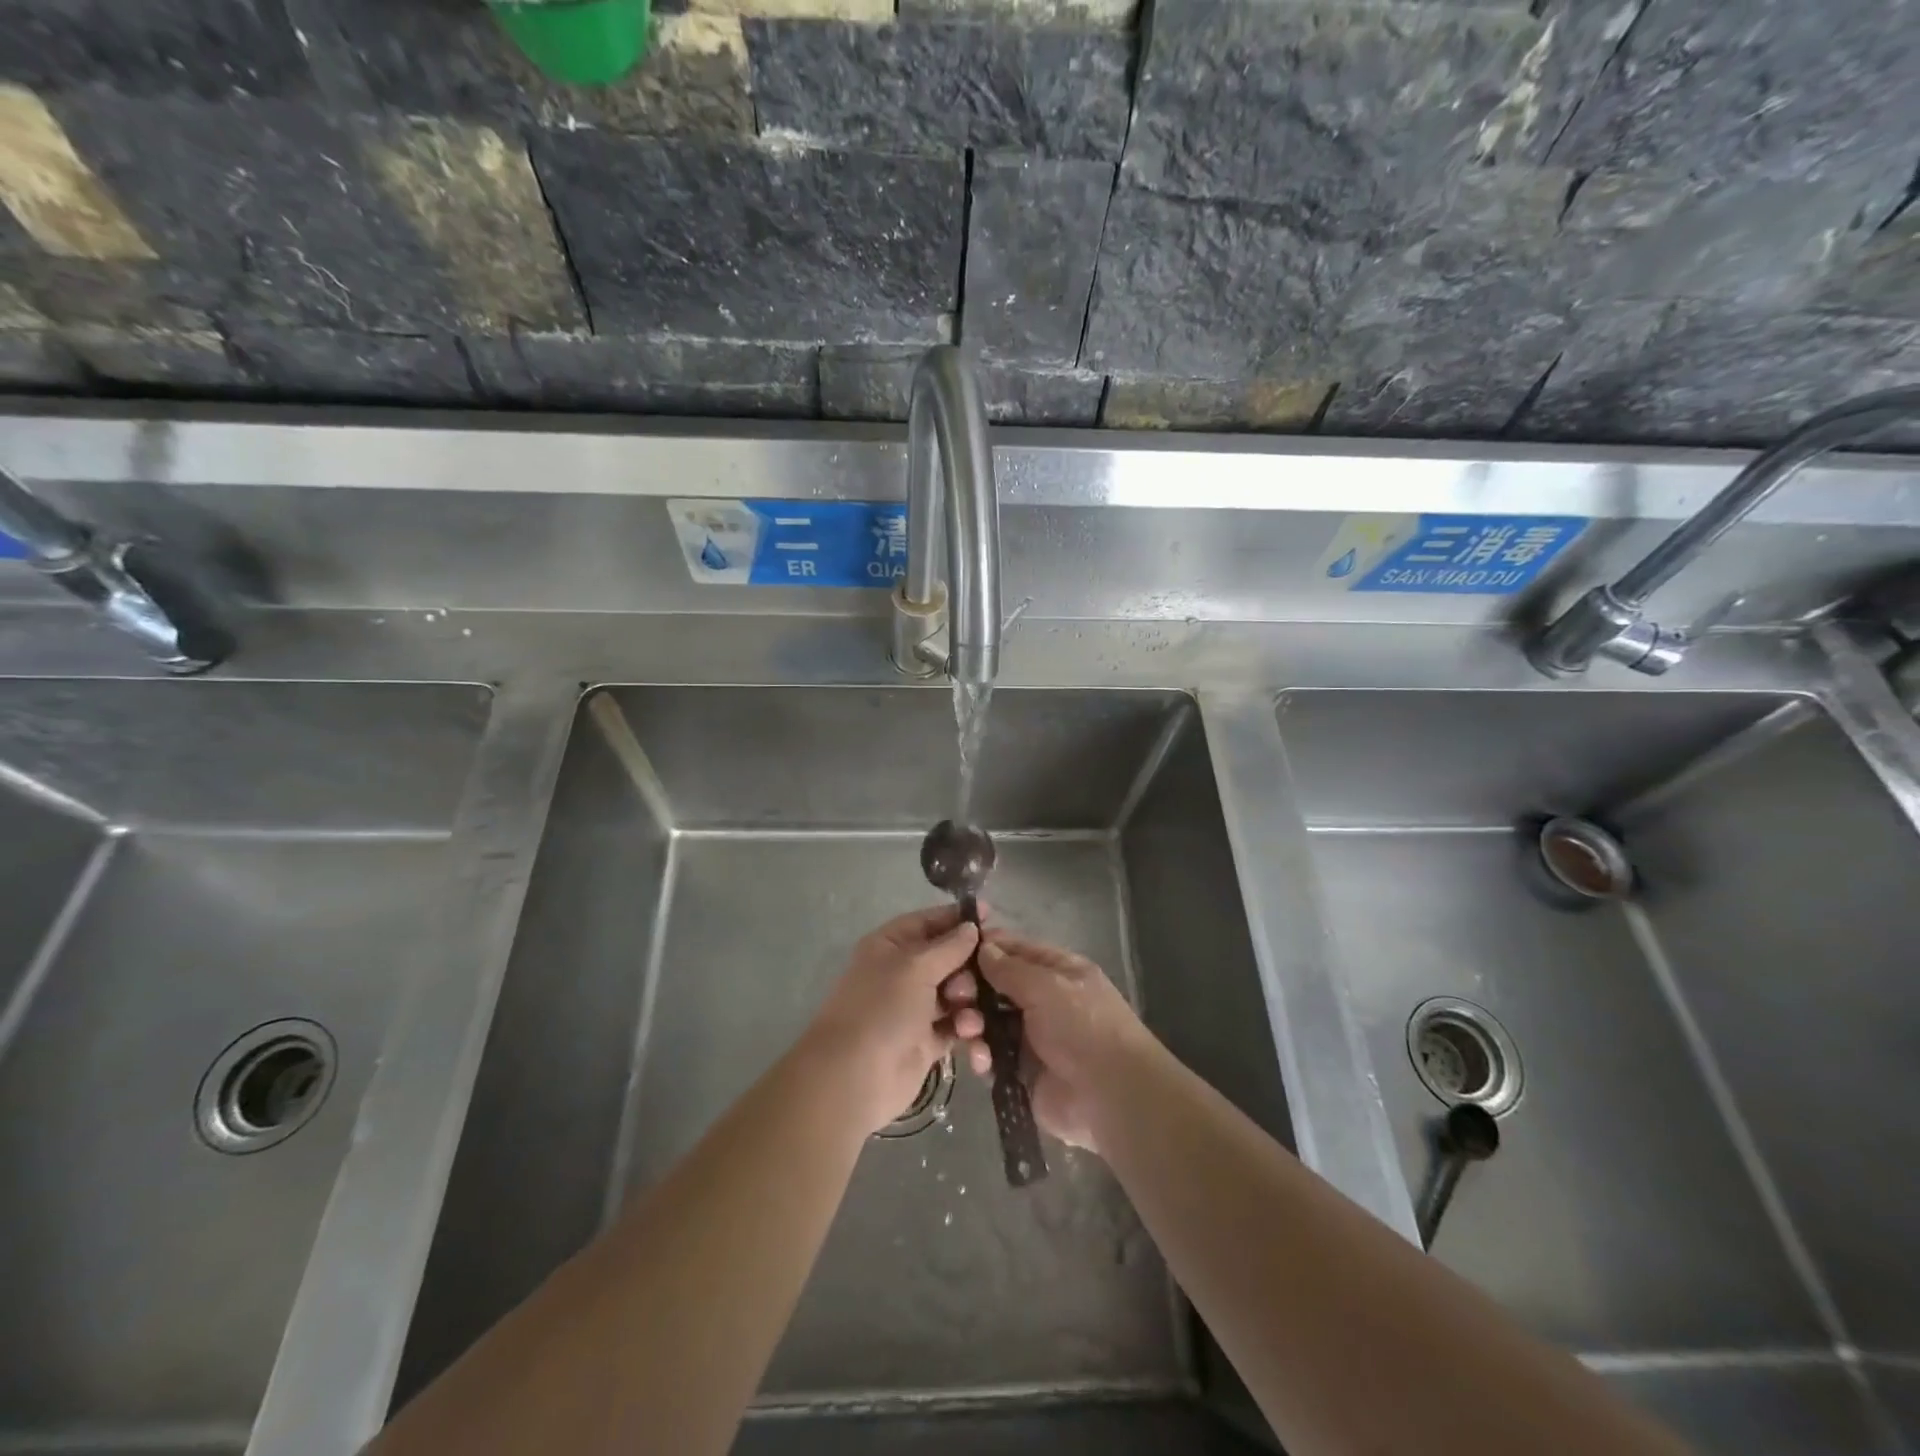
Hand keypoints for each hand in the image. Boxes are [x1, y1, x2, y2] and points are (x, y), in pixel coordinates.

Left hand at [805, 905, 984, 1134]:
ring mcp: (915, 1008)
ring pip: (957, 993)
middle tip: (979, 979)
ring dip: (970, 1001)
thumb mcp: (916, 967)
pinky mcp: (927, 1041)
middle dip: (968, 967)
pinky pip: (957, 1025)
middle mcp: (903, 973)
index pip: (929, 922)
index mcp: (891, 945)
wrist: (855, 1078)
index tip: (992, 916)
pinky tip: (971, 1036)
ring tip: (967, 1017)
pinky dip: (967, 1028)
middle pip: (949, 958)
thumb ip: (949, 946)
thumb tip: (971, 927)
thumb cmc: (882, 1009)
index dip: (958, 918)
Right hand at [950, 930, 1154, 1152]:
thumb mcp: (1047, 986)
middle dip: (972, 990)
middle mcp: (1043, 1000)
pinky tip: (983, 1063)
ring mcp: (1032, 1037)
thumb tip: (983, 947)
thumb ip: (1010, 969)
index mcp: (1057, 971)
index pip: (1014, 951)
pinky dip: (983, 1057)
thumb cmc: (1083, 1026)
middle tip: (954, 997)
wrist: (1111, 1096)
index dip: (984, 949)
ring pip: (988, 1022)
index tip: (952, 952)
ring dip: (974, 1024)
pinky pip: (992, 1058)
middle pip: (995, 987)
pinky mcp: (1022, 1072)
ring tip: (969, 1032)